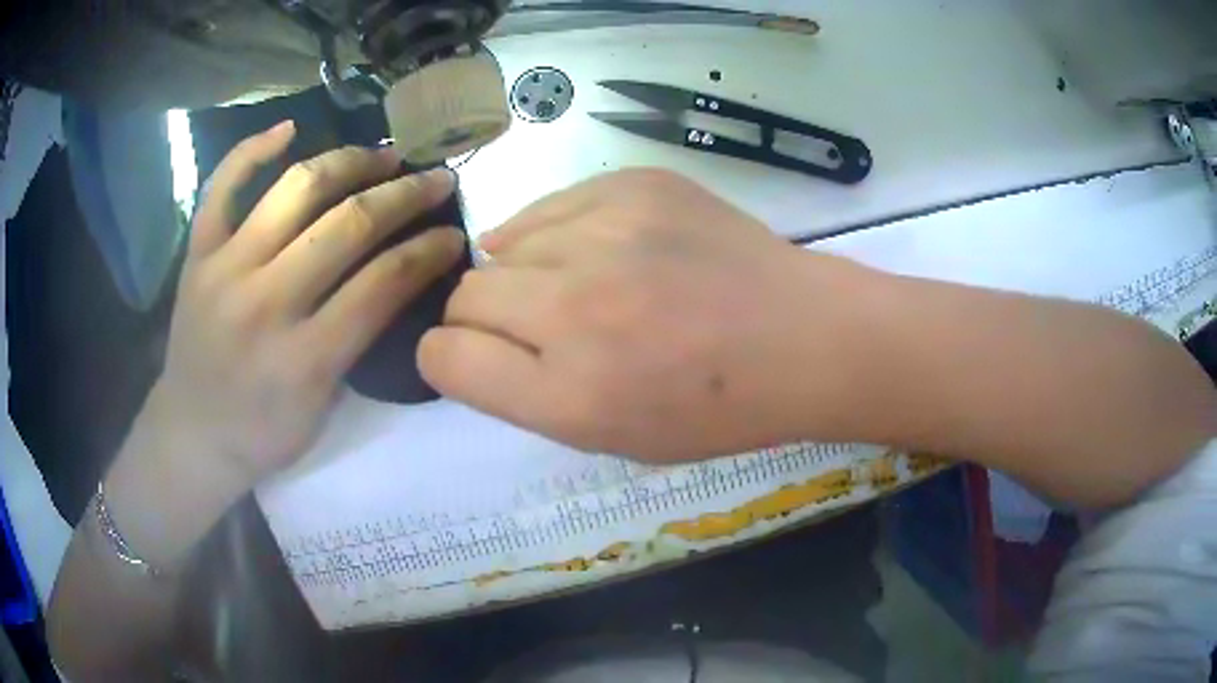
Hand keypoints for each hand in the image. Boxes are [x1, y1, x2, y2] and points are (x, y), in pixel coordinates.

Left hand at [151, 121, 462, 483]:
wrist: (191, 435)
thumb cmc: (263, 434)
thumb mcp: (325, 407)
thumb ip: (358, 340)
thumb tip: (399, 275)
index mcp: (304, 358)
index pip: (382, 283)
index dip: (428, 250)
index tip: (454, 232)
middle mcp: (264, 302)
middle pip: (347, 224)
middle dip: (404, 195)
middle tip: (436, 179)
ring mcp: (225, 269)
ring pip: (296, 189)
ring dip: (350, 161)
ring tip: (382, 154)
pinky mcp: (197, 254)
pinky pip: (221, 186)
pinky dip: (252, 150)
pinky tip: (288, 130)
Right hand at [420, 169, 877, 461]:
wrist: (800, 338)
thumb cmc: (712, 408)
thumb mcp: (610, 436)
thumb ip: (523, 393)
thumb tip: (470, 334)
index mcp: (569, 394)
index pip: (443, 356)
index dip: (451, 357)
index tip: (479, 356)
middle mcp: (574, 308)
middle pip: (465, 295)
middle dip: (488, 317)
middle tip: (543, 326)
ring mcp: (607, 233)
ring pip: (504, 245)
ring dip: (527, 272)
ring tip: (586, 286)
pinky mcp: (635, 185)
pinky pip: (551, 207)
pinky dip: (557, 232)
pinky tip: (601, 248)